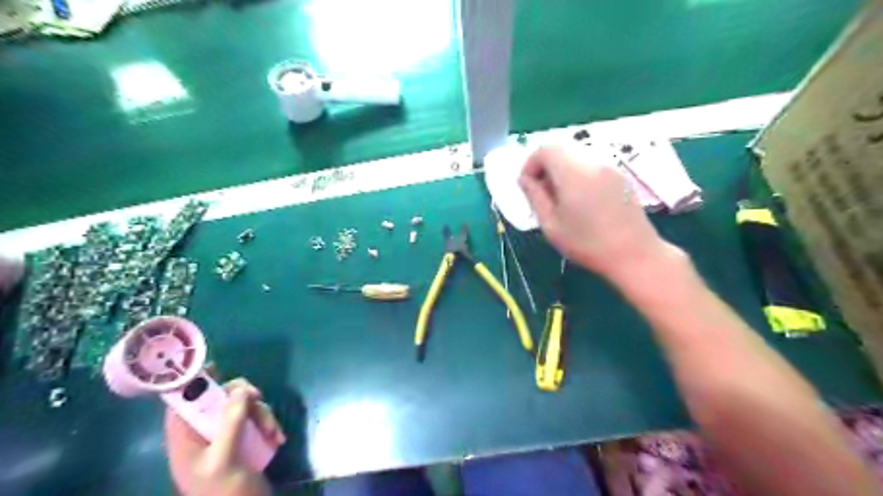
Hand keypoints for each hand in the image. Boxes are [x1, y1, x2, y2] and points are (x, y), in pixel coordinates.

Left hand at [165, 377, 286, 495]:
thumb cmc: (224, 493)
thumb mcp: (224, 458)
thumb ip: (230, 422)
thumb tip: (240, 389)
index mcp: (186, 439)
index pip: (182, 404)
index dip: (193, 383)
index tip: (214, 367)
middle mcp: (204, 434)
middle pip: (220, 399)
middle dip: (242, 398)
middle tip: (257, 398)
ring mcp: (226, 437)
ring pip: (243, 407)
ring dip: (262, 415)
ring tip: (272, 432)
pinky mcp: (245, 441)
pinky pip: (257, 420)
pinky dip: (269, 425)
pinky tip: (277, 438)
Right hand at [519, 144, 677, 283]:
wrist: (635, 255)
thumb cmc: (587, 244)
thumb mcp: (551, 225)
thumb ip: (534, 197)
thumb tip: (524, 179)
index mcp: (573, 173)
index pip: (545, 150)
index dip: (530, 165)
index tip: (528, 187)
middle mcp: (593, 163)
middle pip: (561, 152)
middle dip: (546, 169)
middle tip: (543, 197)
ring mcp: (610, 169)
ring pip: (577, 160)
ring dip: (562, 174)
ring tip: (562, 203)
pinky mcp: (620, 178)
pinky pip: (592, 169)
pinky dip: (579, 178)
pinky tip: (583, 204)